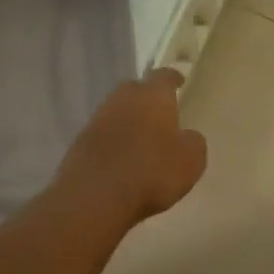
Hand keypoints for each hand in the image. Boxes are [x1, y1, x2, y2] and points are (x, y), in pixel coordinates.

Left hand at [59, 69, 207, 224]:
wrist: (94, 197)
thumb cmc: (151, 172)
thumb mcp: (191, 160)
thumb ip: (193, 142)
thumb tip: (187, 136)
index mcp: (152, 96)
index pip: (164, 76)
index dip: (173, 78)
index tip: (179, 81)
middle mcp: (122, 100)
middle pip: (135, 90)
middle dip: (147, 98)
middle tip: (160, 113)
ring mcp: (97, 120)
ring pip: (117, 111)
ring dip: (129, 120)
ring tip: (142, 140)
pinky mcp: (79, 143)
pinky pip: (103, 135)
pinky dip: (114, 142)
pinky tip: (122, 159)